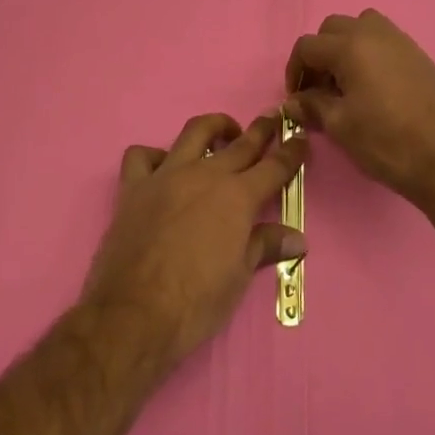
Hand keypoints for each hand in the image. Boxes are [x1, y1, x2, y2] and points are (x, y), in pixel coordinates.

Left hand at [82, 112, 307, 364]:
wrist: (133, 315)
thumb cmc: (196, 302)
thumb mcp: (239, 277)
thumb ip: (265, 246)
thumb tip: (297, 238)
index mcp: (237, 197)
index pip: (274, 166)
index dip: (291, 151)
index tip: (301, 138)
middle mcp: (205, 175)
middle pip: (241, 143)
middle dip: (261, 129)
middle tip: (272, 119)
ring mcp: (167, 176)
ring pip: (194, 133)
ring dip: (214, 127)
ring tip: (224, 132)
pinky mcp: (134, 187)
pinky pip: (142, 156)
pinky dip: (154, 155)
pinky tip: (163, 167)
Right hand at [284, 10, 434, 209]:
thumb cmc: (386, 142)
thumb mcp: (340, 126)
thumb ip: (311, 106)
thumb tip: (292, 102)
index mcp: (351, 47)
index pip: (307, 46)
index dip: (295, 70)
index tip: (297, 98)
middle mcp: (375, 33)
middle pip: (332, 28)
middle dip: (319, 54)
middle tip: (318, 88)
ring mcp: (400, 41)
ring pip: (361, 26)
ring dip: (345, 47)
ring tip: (345, 82)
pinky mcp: (418, 54)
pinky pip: (383, 39)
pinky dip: (369, 52)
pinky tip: (372, 86)